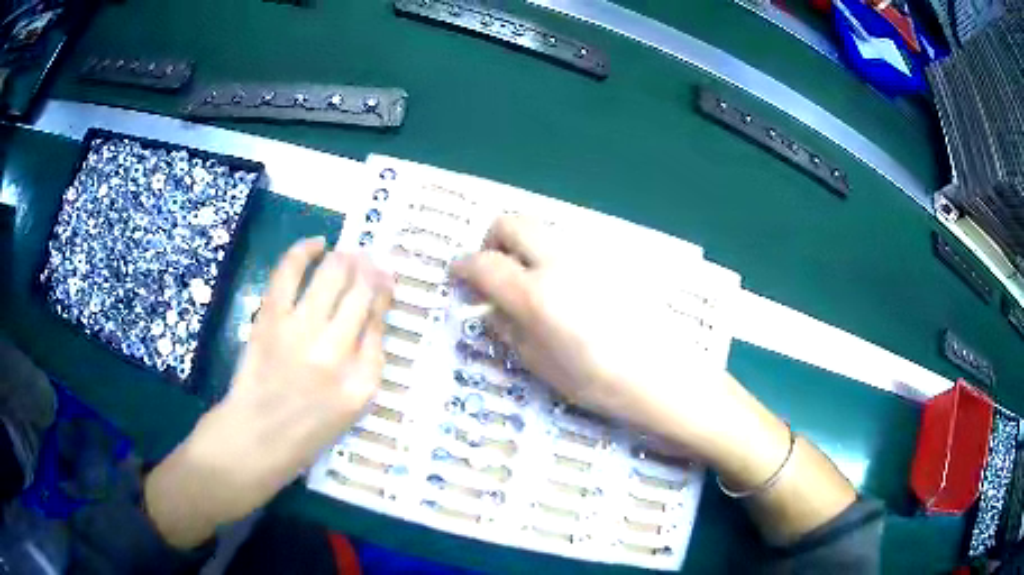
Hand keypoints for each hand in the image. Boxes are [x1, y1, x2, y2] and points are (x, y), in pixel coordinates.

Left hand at [145, 238, 392, 548]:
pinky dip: (304, 250)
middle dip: (370, 268)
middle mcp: (336, 352)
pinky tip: (317, 243)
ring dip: (345, 257)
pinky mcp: (270, 320)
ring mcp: (301, 333)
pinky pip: (290, 272)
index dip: (385, 291)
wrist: (257, 438)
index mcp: (363, 380)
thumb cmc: (306, 429)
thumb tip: (373, 314)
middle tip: (370, 259)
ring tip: (348, 254)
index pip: (380, 320)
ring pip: (332, 275)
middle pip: (361, 291)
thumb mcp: (352, 408)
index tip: (386, 277)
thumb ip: (367, 363)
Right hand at [451, 217, 775, 463]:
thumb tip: (490, 308)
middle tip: (494, 271)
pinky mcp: (611, 257)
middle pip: (511, 222)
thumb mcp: (543, 366)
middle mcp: (559, 261)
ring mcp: (588, 254)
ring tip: (530, 282)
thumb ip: (509, 331)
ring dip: (523, 246)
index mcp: (535, 293)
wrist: (666, 376)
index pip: (484, 264)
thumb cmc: (601, 383)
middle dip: (492, 240)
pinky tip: (566, 289)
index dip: (463, 267)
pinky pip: (569, 244)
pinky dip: (552, 255)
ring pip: (542, 229)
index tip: (458, 275)